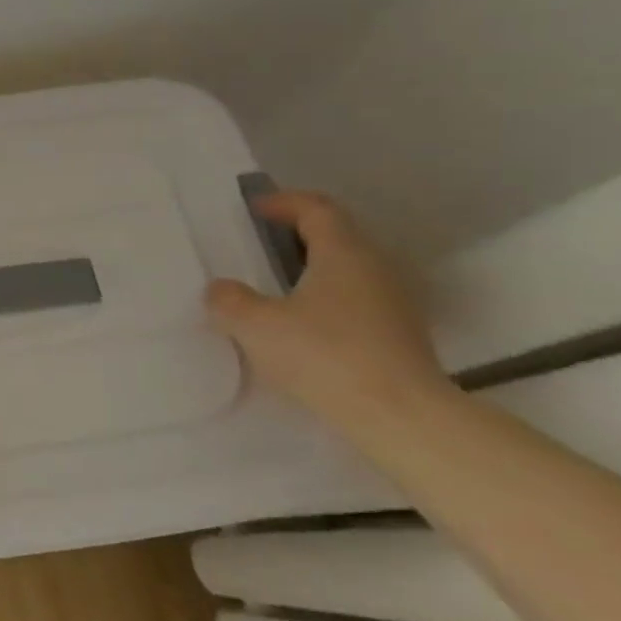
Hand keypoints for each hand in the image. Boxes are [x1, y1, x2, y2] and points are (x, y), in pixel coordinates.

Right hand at [206, 190, 456, 427]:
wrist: (400, 417)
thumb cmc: (324, 355)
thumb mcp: (256, 326)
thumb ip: (229, 300)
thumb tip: (220, 289)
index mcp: (343, 253)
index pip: (317, 209)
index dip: (284, 202)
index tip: (255, 209)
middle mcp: (375, 268)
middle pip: (338, 236)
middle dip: (298, 235)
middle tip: (261, 246)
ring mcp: (394, 303)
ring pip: (349, 270)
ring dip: (313, 270)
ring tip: (277, 287)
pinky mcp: (400, 336)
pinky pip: (356, 301)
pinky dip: (327, 300)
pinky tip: (302, 327)